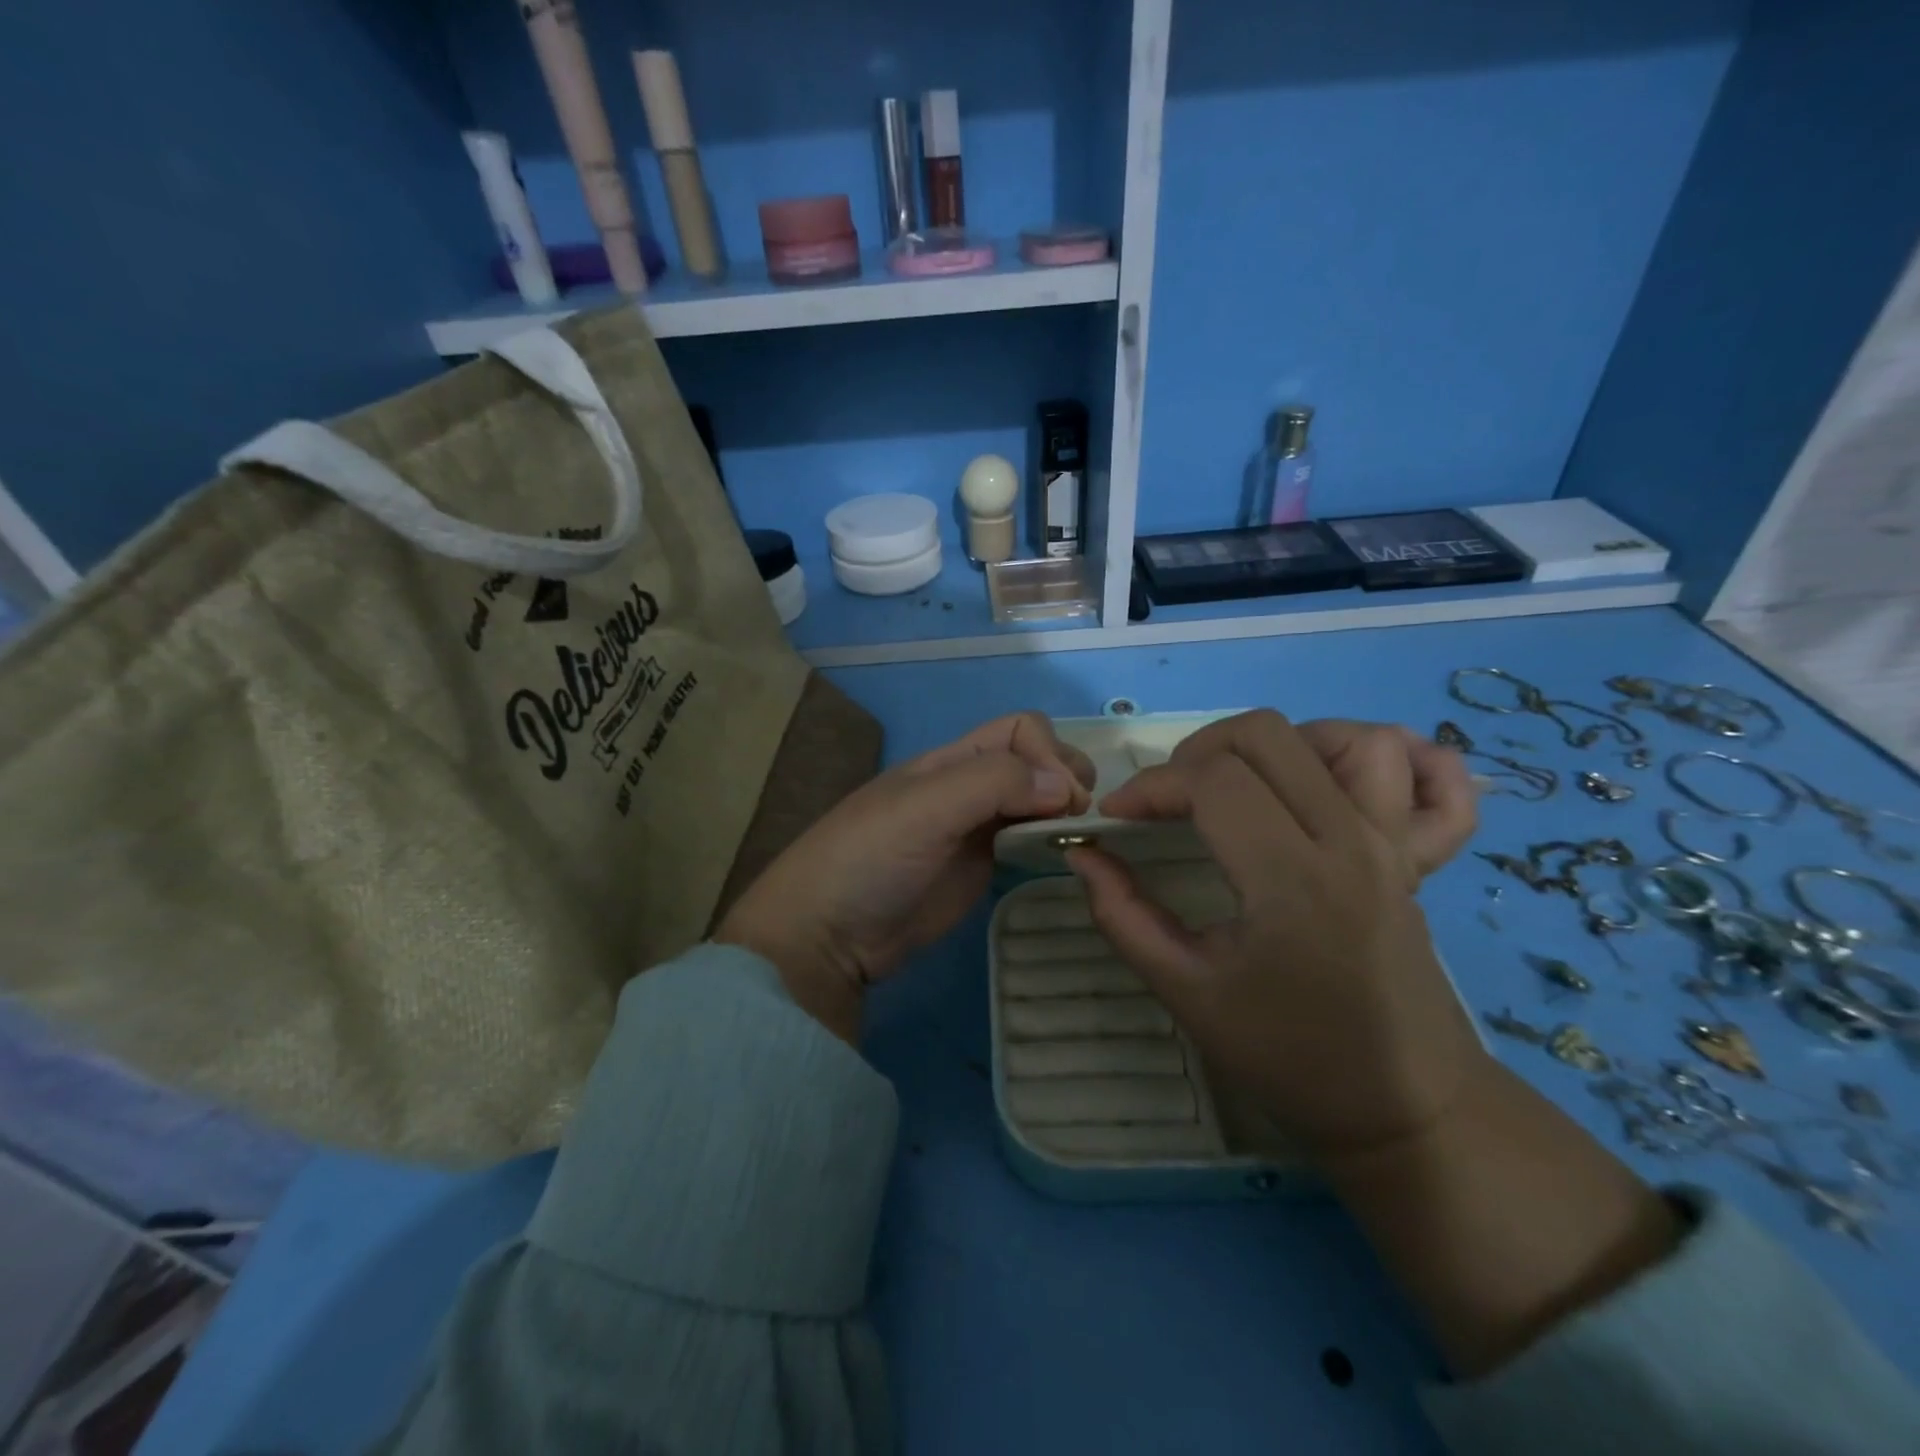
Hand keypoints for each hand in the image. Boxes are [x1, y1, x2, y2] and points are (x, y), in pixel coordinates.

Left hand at [716, 713, 1094, 1040]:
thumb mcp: (924, 808)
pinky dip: (1052, 840)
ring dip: (1064, 809)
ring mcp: (976, 829)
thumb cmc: (869, 859)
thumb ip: (992, 784)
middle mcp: (968, 786)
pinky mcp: (981, 869)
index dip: (1048, 755)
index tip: (1061, 800)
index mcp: (951, 760)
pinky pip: (1027, 841)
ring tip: (1077, 836)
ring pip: (1035, 800)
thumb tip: (1065, 788)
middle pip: (1034, 760)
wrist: (827, 936)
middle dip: (1065, 776)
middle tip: (1075, 818)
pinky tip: (1063, 856)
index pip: (1021, 730)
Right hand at [1069, 710, 1487, 1162]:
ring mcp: (1391, 841)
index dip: (1149, 786)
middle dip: (1197, 752)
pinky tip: (1326, 780)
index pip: (1211, 780)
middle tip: (1170, 800)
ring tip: (1240, 785)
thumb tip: (1082, 854)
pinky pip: (1416, 773)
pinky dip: (1368, 755)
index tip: (1115, 816)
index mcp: (1289, 879)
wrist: (1406, 1107)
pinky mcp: (1413, 851)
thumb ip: (1122, 914)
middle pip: (1266, 734)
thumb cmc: (1288, 1055)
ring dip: (1276, 745)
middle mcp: (1348, 840)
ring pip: (1342, 735)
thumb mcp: (1186, 991)